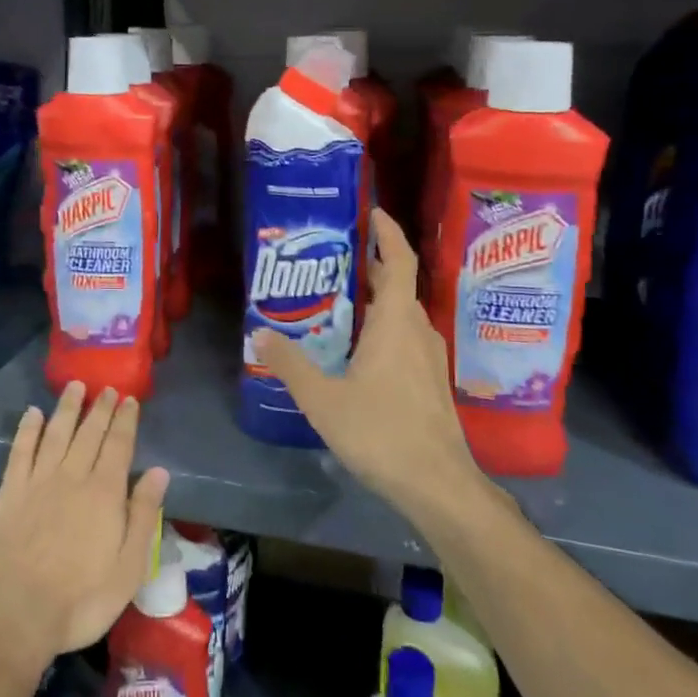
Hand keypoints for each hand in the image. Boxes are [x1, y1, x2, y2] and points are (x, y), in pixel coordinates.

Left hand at [0, 382, 169, 677]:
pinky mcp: (9, 493)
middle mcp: (72, 477)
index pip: (118, 445)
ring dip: (67, 408)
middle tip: (107, 388)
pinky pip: (20, 451)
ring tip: (75, 387)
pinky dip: (27, 430)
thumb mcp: (128, 568)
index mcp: (104, 493)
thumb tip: (158, 472)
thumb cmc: (80, 601)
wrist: (15, 618)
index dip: (125, 420)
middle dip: (100, 408)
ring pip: (56, 433)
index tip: (129, 399)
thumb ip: (143, 516)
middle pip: (89, 433)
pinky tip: (31, 414)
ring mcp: (37, 482)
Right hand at [255, 209, 482, 514]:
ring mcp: (429, 358)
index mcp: (396, 323)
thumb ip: (291, 364)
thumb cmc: (381, 432)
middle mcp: (418, 331)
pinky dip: (384, 326)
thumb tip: (260, 334)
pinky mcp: (430, 381)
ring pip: (403, 313)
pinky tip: (358, 347)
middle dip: (372, 265)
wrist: (437, 484)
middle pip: (398, 285)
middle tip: (335, 258)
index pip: (399, 261)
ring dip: (377, 298)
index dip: (388, 233)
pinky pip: (406, 336)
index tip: (372, 212)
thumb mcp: (323, 399)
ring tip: (339, 299)